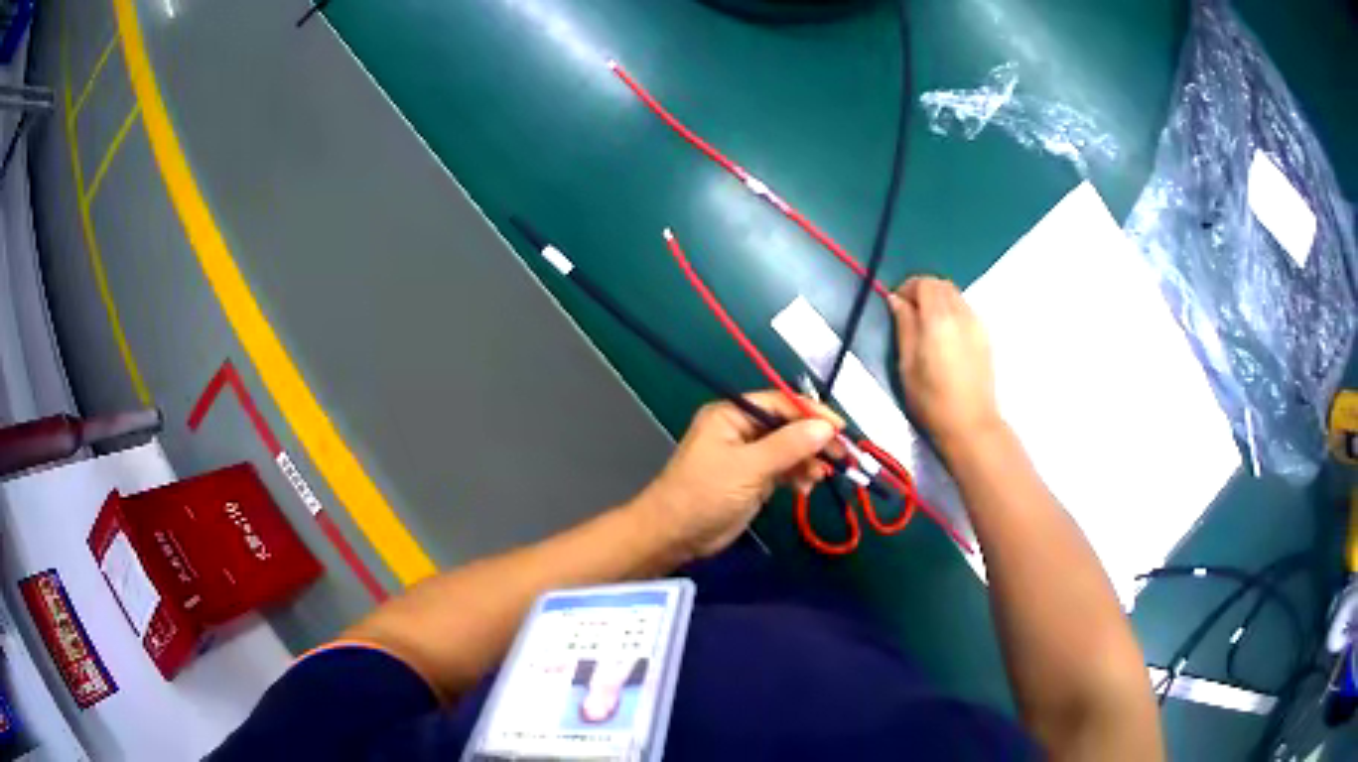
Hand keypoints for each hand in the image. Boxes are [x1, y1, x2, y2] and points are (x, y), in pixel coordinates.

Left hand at [634, 391, 841, 560]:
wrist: (675, 535)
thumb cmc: (704, 494)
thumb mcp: (748, 468)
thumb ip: (788, 446)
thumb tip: (826, 427)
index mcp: (732, 414)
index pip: (780, 404)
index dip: (812, 414)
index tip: (840, 428)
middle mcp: (741, 429)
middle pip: (787, 426)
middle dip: (814, 440)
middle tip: (841, 456)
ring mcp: (747, 455)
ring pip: (789, 449)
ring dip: (808, 460)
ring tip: (822, 476)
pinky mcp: (752, 478)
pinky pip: (783, 469)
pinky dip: (797, 476)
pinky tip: (806, 487)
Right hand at [889, 277, 1001, 452]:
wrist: (970, 424)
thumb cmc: (931, 400)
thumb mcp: (906, 364)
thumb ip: (903, 326)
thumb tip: (896, 300)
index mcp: (938, 318)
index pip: (924, 283)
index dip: (907, 288)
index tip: (896, 305)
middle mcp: (961, 314)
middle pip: (942, 285)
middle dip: (923, 291)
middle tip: (909, 313)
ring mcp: (977, 324)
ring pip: (956, 296)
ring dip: (939, 301)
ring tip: (926, 327)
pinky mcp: (985, 337)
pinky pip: (966, 311)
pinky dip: (952, 312)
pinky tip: (945, 338)